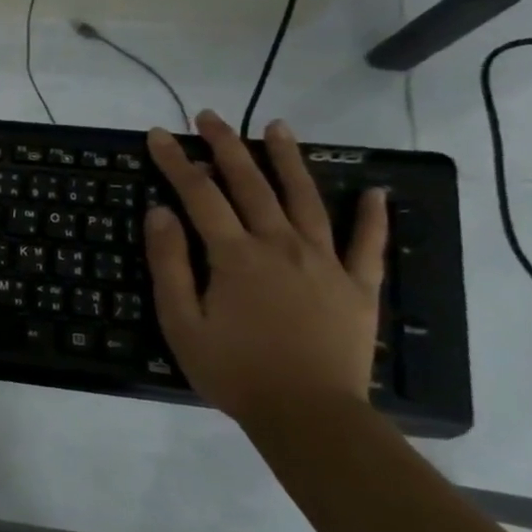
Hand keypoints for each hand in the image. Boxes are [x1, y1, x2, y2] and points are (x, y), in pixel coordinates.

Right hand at [144, 111, 387, 426]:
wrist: (309, 415)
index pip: (199, 194)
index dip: (175, 161)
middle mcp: (280, 245)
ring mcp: (324, 262)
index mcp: (234, 255)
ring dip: (289, 161)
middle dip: (227, 145)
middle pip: (251, 184)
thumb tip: (160, 212)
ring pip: (306, 199)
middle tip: (209, 116)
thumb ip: (170, 263)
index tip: (157, 135)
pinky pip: (366, 244)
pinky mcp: (357, 286)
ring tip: (279, 127)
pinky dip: (372, 216)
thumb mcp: (181, 321)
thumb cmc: (234, 370)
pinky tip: (374, 191)